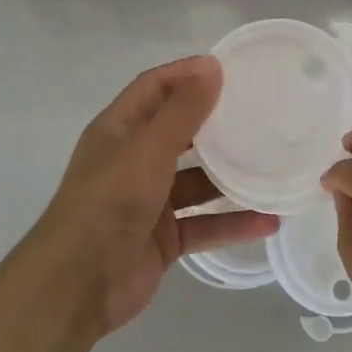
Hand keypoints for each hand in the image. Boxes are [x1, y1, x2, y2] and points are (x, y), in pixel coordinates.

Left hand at [33, 56, 277, 335]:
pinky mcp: (164, 238)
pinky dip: (232, 222)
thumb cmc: (108, 203)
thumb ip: (182, 111)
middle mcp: (133, 160)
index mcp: (119, 130)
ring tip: (273, 165)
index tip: (230, 68)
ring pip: (197, 181)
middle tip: (260, 112)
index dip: (187, 74)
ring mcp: (149, 201)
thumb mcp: (148, 150)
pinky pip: (204, 223)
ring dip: (231, 176)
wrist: (77, 286)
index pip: (155, 88)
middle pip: (179, 131)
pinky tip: (269, 220)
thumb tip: (212, 66)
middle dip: (215, 122)